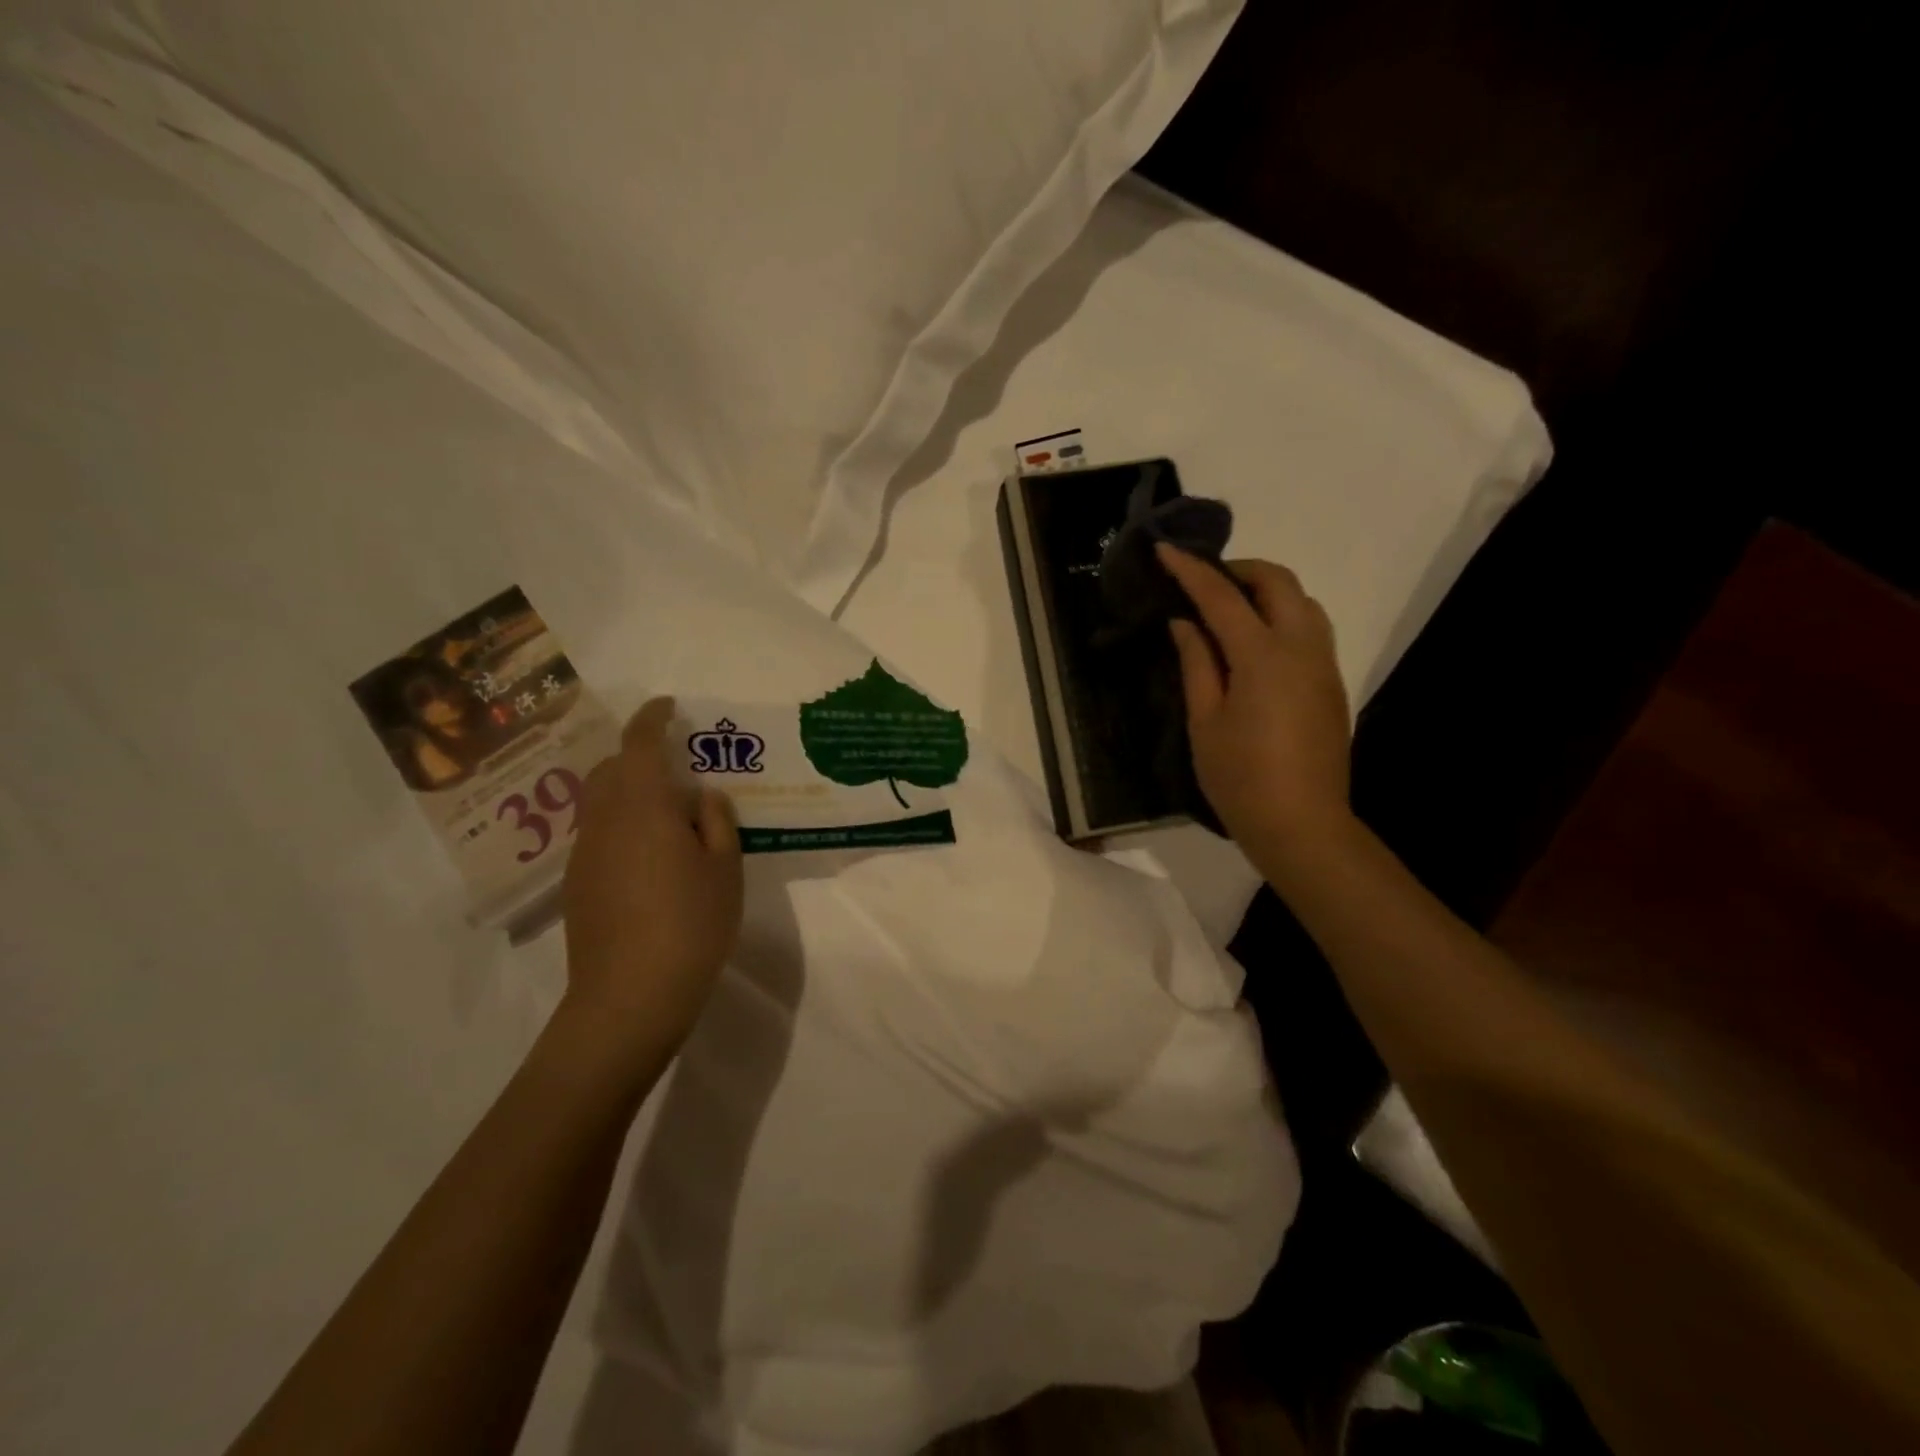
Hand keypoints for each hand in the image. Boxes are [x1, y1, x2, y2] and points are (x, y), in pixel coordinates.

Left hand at [562, 697, 742, 1053]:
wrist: (629, 998)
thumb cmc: (690, 924)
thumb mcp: (724, 869)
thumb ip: (717, 822)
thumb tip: (703, 797)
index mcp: (642, 806)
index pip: (639, 743)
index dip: (652, 717)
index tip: (668, 706)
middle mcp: (604, 821)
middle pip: (612, 769)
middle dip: (639, 756)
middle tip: (678, 769)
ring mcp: (585, 854)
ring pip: (601, 803)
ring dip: (629, 793)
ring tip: (669, 816)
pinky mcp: (578, 885)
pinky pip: (598, 834)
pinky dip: (621, 826)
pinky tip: (650, 858)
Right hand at [1157, 544, 1353, 863]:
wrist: (1302, 824)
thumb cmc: (1240, 778)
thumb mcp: (1204, 721)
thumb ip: (1196, 664)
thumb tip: (1185, 623)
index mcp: (1262, 656)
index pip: (1222, 597)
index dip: (1191, 570)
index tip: (1166, 549)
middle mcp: (1301, 647)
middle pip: (1278, 582)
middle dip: (1239, 569)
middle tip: (1202, 581)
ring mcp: (1323, 665)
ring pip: (1302, 601)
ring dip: (1266, 590)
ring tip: (1228, 608)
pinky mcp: (1331, 683)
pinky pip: (1310, 628)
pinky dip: (1281, 615)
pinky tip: (1253, 641)